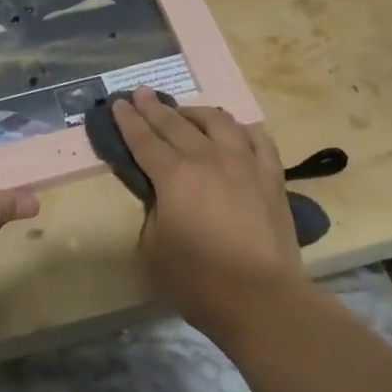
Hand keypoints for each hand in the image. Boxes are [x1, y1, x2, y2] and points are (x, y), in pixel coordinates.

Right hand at [111, 89, 304, 337]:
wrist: (261, 297)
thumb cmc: (199, 280)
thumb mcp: (154, 248)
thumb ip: (153, 212)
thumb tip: (162, 197)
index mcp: (174, 176)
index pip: (144, 140)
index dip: (128, 120)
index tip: (119, 102)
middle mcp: (208, 158)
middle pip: (176, 123)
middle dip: (154, 107)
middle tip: (142, 94)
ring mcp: (245, 163)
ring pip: (218, 122)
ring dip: (196, 112)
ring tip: (185, 112)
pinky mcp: (272, 176)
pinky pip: (257, 139)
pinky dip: (240, 129)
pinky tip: (234, 131)